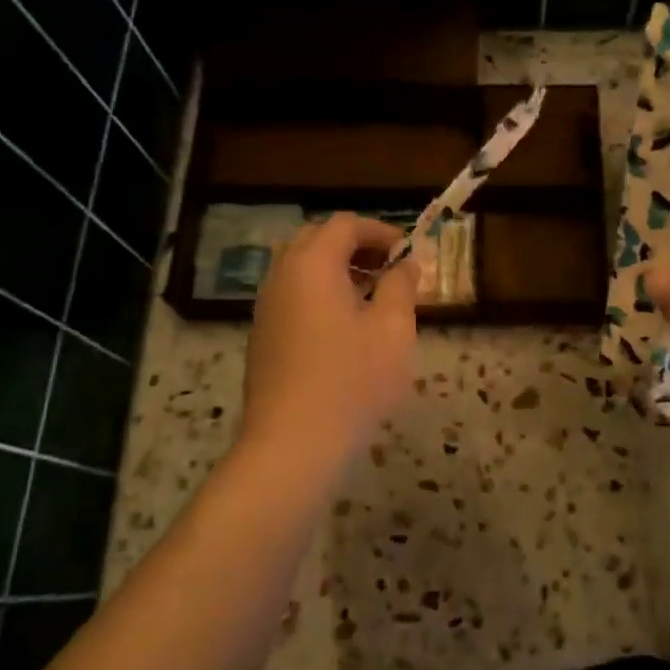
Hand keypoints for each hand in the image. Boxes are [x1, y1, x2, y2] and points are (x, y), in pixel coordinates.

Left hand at [238, 214, 420, 480]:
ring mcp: (266, 308)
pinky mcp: (262, 337)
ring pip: (301, 269)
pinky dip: (319, 294)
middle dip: (355, 246)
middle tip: (388, 268)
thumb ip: (402, 287)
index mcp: (312, 264)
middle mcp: (282, 276)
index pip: (344, 224)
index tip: (407, 251)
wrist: (291, 445)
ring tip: (372, 298)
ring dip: (336, 270)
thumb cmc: (352, 381)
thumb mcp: (393, 330)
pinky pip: (292, 297)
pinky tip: (344, 328)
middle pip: (316, 240)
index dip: (380, 231)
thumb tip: (407, 264)